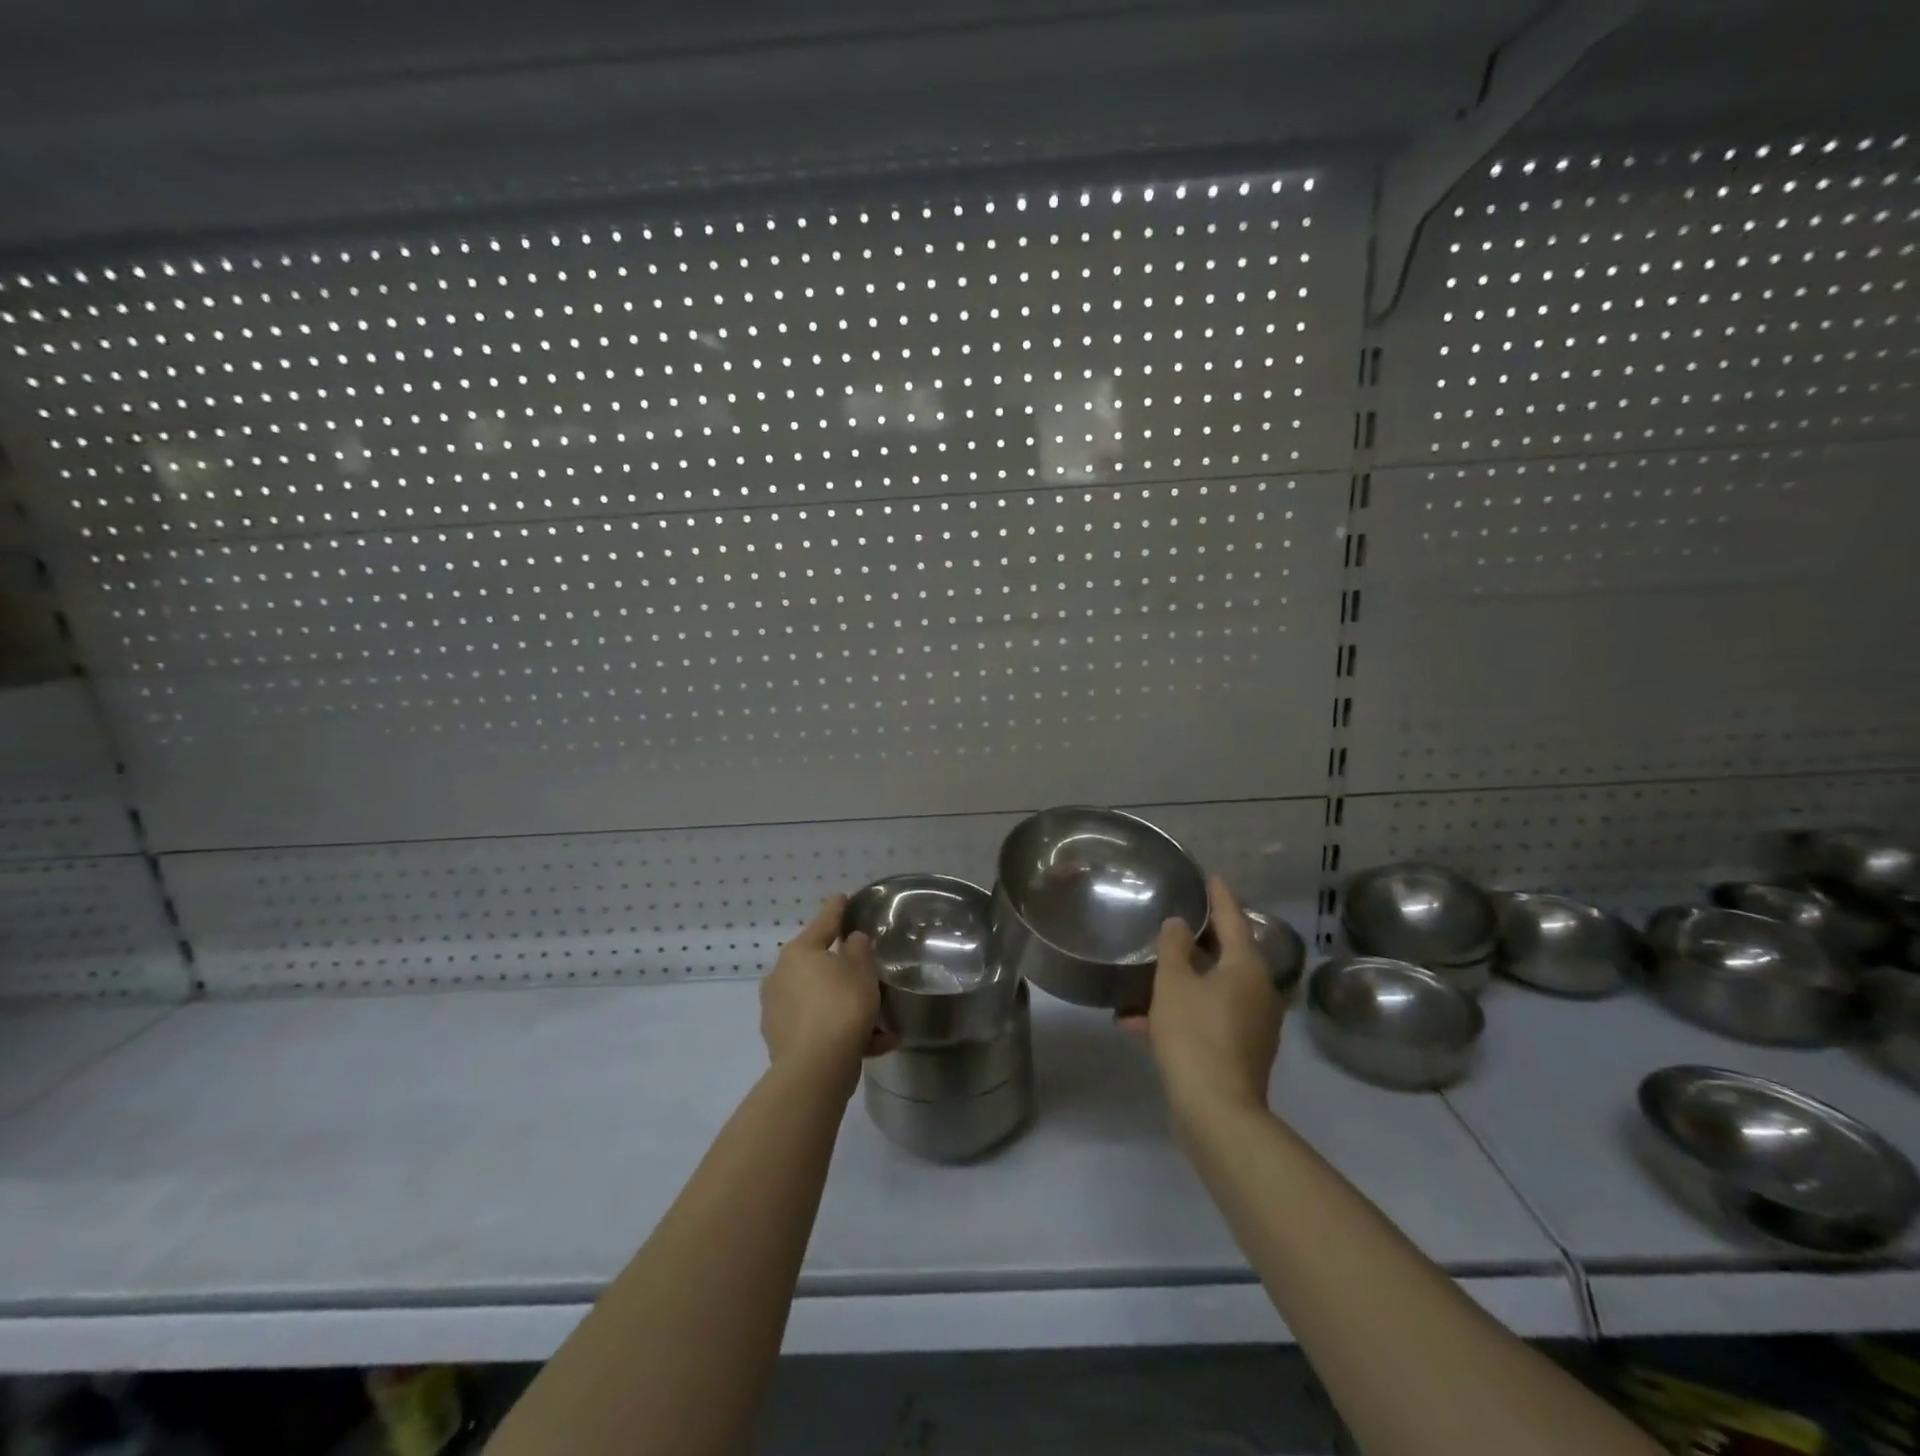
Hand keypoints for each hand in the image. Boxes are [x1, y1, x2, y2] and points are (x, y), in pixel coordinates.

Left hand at [759, 896, 897, 1093]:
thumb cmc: (841, 1006)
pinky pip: (820, 1028)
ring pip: (821, 1000)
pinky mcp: (783, 1042)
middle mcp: (781, 977)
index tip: (842, 898)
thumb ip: (858, 950)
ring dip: (848, 1006)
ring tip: (882, 1019)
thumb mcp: (861, 971)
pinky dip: (844, 1031)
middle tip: (868, 971)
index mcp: (798, 953)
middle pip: (818, 965)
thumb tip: (851, 941)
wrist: (815, 1068)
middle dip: (844, 969)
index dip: (836, 909)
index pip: (823, 923)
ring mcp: (778, 1012)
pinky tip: (877, 1042)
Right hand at [1121, 877, 1283, 1118]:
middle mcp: (1257, 992)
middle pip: (1226, 955)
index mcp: (1246, 968)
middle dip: (1198, 941)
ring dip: (1180, 984)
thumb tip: (1180, 924)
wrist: (1216, 1112)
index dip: (1219, 897)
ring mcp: (1251, 1024)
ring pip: (1212, 989)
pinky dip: (1180, 1015)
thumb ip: (1174, 947)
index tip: (1211, 877)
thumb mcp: (1174, 984)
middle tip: (1176, 920)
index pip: (1233, 919)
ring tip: (1144, 977)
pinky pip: (1207, 1019)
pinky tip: (1136, 1024)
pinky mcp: (1239, 1051)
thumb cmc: (1194, 1035)